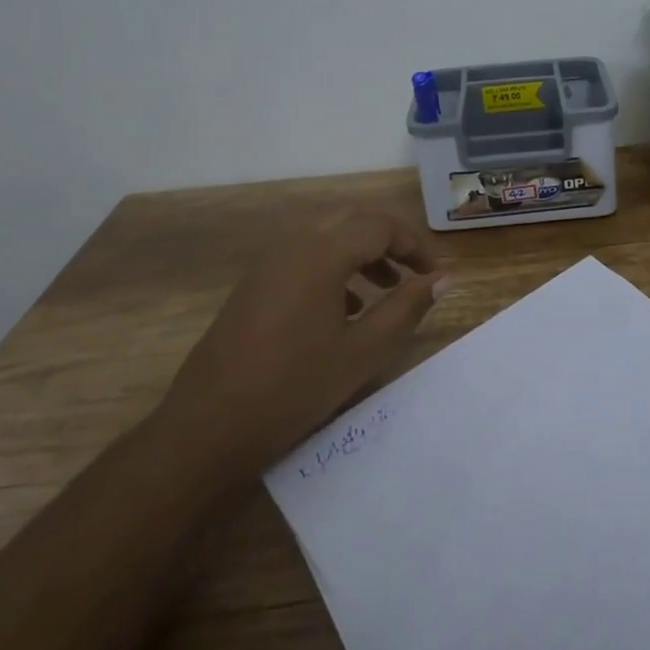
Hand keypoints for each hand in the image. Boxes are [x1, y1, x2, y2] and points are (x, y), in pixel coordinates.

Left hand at [160, 209, 447, 465]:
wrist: (207, 427)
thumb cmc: (294, 387)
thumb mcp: (364, 351)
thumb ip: (407, 308)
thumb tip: (442, 278)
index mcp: (321, 253)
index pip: (380, 226)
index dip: (414, 244)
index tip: (435, 274)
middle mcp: (293, 246)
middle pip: (353, 223)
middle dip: (389, 242)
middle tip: (414, 274)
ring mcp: (268, 264)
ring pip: (327, 239)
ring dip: (362, 255)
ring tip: (386, 291)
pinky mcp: (254, 286)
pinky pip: (304, 259)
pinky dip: (334, 270)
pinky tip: (345, 311)